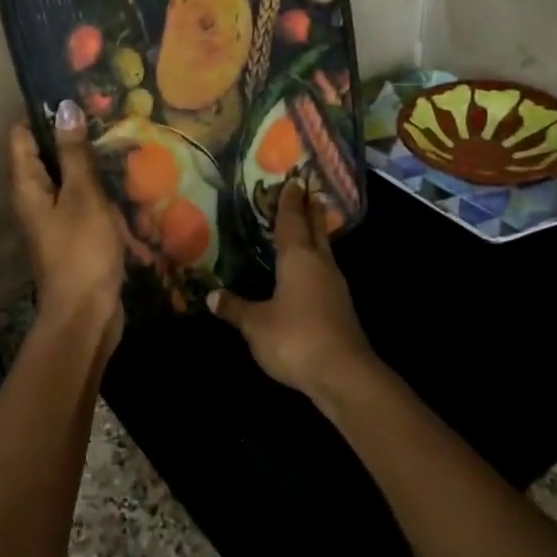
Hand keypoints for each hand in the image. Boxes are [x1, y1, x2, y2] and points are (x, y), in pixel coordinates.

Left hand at [9, 101, 126, 340]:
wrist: (86, 313)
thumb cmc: (82, 250)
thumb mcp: (82, 196)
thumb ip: (74, 153)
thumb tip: (64, 108)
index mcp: (27, 185)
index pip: (21, 135)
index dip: (41, 113)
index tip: (72, 95)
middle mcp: (34, 198)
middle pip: (45, 155)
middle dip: (71, 136)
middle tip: (104, 113)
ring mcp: (54, 218)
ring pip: (68, 178)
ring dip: (89, 163)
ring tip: (119, 140)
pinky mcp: (74, 234)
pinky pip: (83, 201)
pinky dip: (99, 190)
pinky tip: (124, 181)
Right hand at [209, 179, 375, 401]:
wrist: (343, 375)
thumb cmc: (295, 338)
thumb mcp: (255, 324)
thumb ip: (235, 308)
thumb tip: (212, 296)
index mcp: (299, 260)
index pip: (292, 222)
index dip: (289, 203)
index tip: (292, 181)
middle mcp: (321, 266)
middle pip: (316, 231)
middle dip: (311, 211)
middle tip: (310, 192)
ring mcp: (335, 288)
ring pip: (324, 251)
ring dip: (316, 236)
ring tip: (307, 227)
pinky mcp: (340, 308)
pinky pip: (325, 274)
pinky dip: (316, 263)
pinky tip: (308, 273)